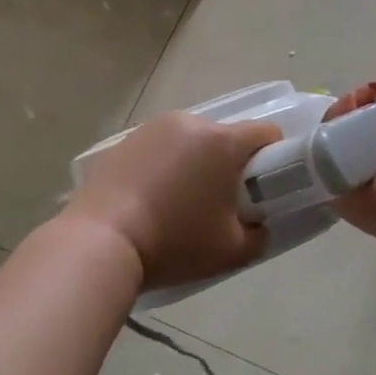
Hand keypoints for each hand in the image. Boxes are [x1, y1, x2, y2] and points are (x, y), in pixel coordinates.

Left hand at [63, 112, 280, 290]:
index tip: (263, 189)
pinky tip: (150, 198)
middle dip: (229, 164)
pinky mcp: (126, 140)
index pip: (266, 133)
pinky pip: (160, 147)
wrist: (101, 240)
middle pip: (225, 136)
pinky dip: (164, 165)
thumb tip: (259, 224)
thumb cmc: (174, 243)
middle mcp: (190, 123)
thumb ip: (260, 234)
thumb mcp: (232, 251)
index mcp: (222, 142)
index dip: (274, 158)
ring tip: (179, 203)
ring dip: (195, 162)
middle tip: (219, 204)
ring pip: (191, 140)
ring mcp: (153, 128)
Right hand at [326, 70, 375, 238]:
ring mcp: (356, 172)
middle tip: (350, 108)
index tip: (369, 94)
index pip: (374, 107)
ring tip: (337, 124)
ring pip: (331, 137)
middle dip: (347, 107)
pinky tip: (323, 139)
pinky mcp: (335, 189)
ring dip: (331, 124)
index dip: (367, 95)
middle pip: (349, 119)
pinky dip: (316, 147)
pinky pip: (318, 161)